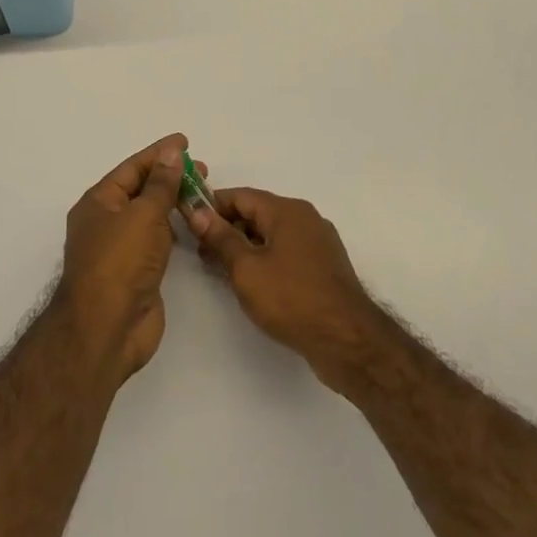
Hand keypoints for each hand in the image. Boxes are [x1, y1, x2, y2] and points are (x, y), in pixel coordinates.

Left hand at [56, 134, 191, 385]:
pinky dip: (174, 228)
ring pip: (150, 215)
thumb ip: (161, 184)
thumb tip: (170, 153)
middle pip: (141, 190)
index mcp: (99, 202)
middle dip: (170, 177)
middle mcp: (107, 222)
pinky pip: (157, 240)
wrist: (107, 330)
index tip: (185, 142)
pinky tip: (192, 223)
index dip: (159, 153)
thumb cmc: (120, 263)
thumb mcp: (143, 215)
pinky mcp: (137, 272)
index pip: (133, 168)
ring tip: (203, 193)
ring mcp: (121, 249)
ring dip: (173, 202)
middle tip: (202, 170)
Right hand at [187, 188, 380, 389]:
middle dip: (228, 229)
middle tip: (202, 253)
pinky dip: (266, 260)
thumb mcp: (246, 269)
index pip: (241, 195)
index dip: (212, 206)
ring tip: (222, 271)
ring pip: (272, 235)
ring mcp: (318, 242)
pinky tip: (253, 283)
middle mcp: (305, 218)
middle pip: (258, 213)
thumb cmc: (291, 299)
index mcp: (287, 210)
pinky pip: (287, 252)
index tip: (189, 222)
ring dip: (246, 247)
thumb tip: (198, 211)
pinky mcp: (324, 267)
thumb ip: (221, 238)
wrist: (347, 340)